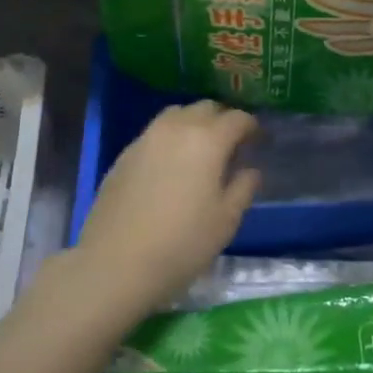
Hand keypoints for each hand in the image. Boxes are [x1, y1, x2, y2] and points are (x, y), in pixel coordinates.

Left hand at [76, 101, 260, 312]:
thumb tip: (250, 170)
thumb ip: (243, 188)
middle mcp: (177, 128)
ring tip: (199, 150)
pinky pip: (155, 133)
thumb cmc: (181, 244)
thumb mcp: (225, 221)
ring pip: (177, 114)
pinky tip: (170, 166)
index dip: (251, 126)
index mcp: (208, 140)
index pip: (237, 118)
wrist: (115, 264)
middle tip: (231, 145)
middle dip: (222, 120)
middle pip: (206, 108)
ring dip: (194, 123)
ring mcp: (146, 138)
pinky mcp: (125, 154)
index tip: (258, 141)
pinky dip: (170, 138)